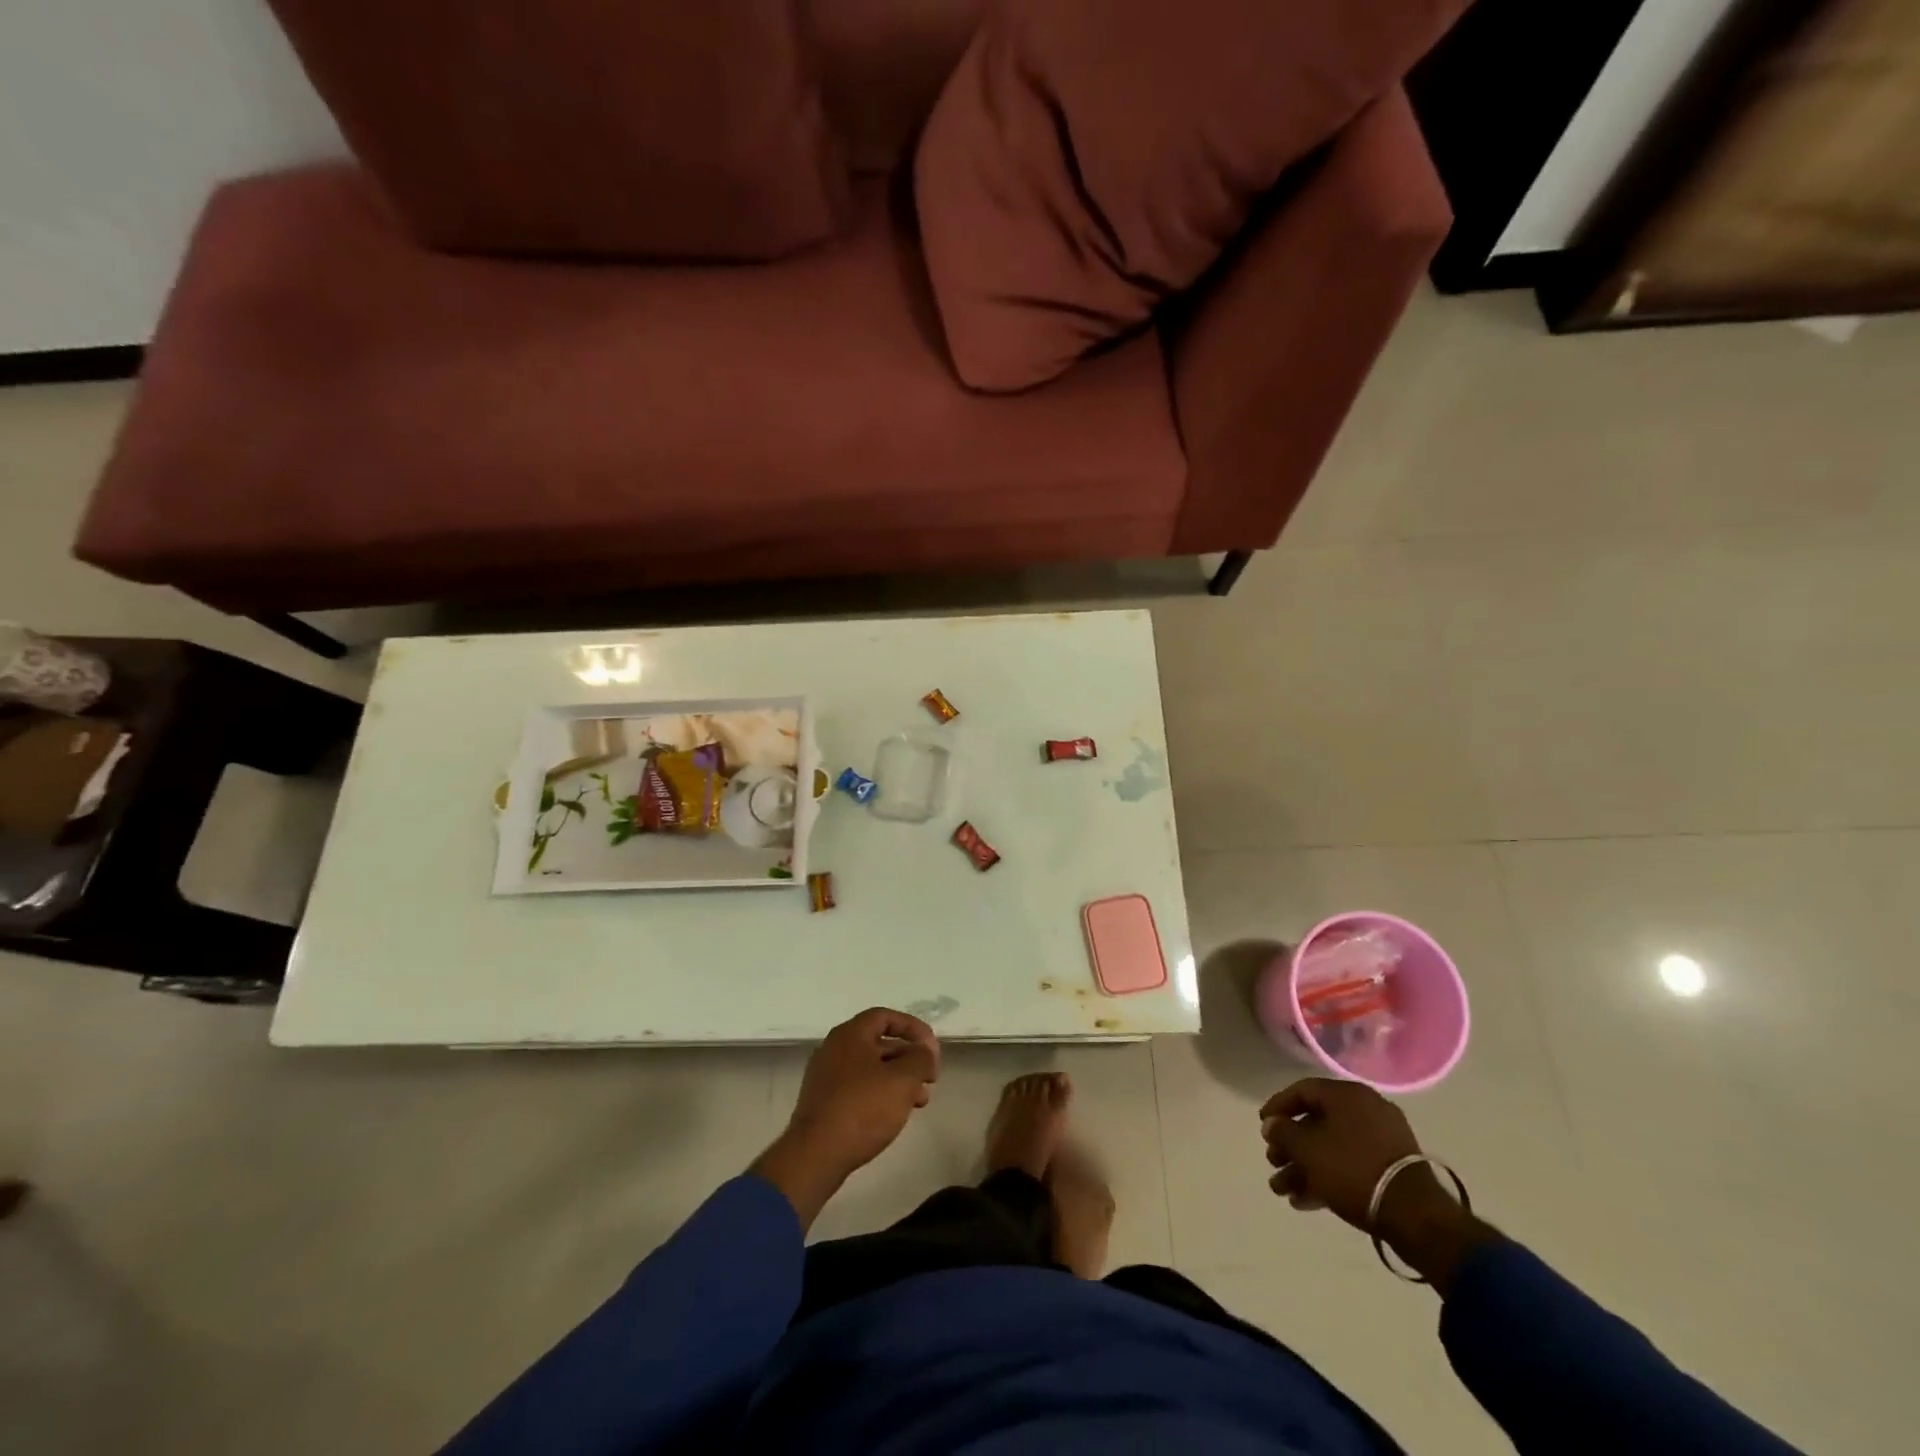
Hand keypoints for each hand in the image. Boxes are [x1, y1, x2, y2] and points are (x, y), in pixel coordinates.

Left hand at [753, 1008, 939, 1229]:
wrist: (815, 1156)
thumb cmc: (862, 1109)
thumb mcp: (902, 1080)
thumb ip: (921, 1059)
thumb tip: (925, 1052)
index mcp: (850, 1034)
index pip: (885, 1017)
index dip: (913, 1028)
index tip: (932, 1049)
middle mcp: (834, 1049)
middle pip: (879, 1044)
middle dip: (909, 1059)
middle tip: (930, 1079)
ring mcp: (826, 1077)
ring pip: (871, 1069)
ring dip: (899, 1080)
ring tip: (920, 1102)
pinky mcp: (824, 1103)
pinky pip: (859, 1089)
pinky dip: (881, 1094)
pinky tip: (895, 1115)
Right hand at [1261, 1078, 1492, 1292]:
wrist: (1415, 1216)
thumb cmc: (1353, 1169)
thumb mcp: (1307, 1149)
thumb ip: (1284, 1132)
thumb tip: (1272, 1125)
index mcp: (1348, 1095)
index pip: (1303, 1091)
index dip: (1278, 1107)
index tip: (1263, 1126)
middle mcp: (1367, 1110)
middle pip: (1317, 1123)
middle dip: (1291, 1146)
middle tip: (1273, 1162)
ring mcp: (1383, 1140)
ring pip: (1333, 1148)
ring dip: (1305, 1167)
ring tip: (1283, 1191)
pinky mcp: (1392, 1169)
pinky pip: (1351, 1165)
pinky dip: (1328, 1178)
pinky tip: (1306, 1201)